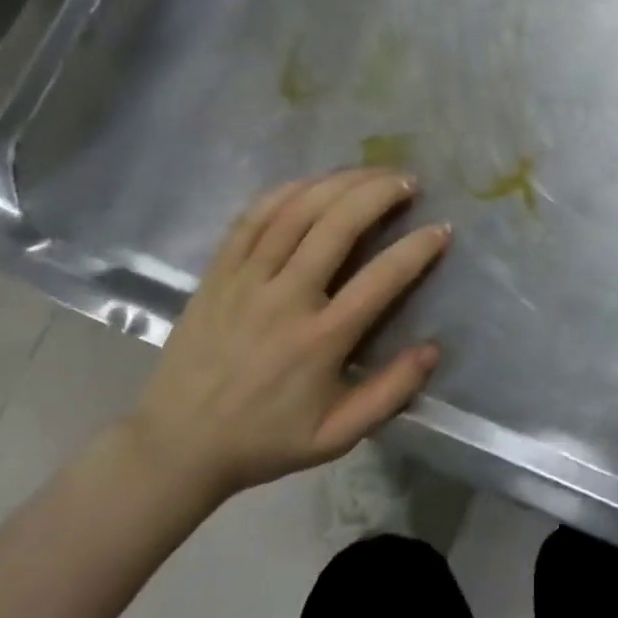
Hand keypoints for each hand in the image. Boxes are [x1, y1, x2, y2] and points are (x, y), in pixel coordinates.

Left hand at [123, 169, 450, 505]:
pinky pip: (254, 216)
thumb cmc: (264, 439)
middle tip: (409, 181)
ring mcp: (247, 279)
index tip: (442, 228)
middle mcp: (285, 299)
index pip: (380, 279)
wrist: (175, 445)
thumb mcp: (335, 437)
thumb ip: (389, 394)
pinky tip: (316, 181)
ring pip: (297, 211)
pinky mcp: (219, 271)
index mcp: (319, 341)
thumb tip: (433, 349)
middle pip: (337, 225)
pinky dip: (289, 190)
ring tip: (373, 173)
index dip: (417, 248)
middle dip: (380, 193)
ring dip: (341, 182)